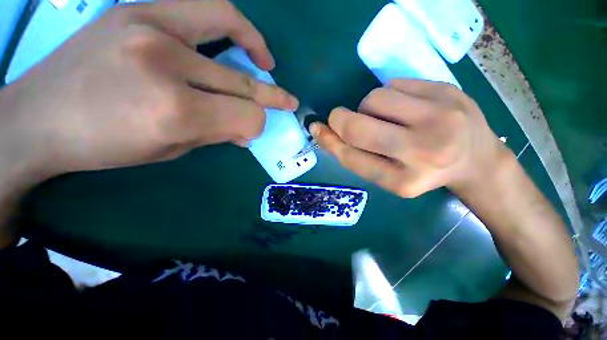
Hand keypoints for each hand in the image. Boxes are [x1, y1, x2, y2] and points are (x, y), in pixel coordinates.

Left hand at [0, 0, 297, 178]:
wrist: (38, 117)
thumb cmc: (103, 145)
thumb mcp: (169, 149)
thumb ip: (217, 135)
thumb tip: (248, 131)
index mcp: (175, 111)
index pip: (246, 116)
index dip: (257, 125)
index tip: (255, 130)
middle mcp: (167, 63)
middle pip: (242, 82)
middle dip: (272, 97)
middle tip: (288, 101)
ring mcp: (148, 25)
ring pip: (228, 23)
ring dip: (256, 46)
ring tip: (266, 62)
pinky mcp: (136, 8)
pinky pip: (199, 5)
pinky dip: (229, 21)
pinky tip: (235, 37)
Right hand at [311, 78, 510, 197]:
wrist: (476, 160)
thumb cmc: (423, 172)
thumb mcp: (387, 176)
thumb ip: (356, 156)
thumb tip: (325, 132)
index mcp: (403, 180)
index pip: (351, 157)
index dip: (329, 141)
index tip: (318, 129)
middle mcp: (423, 151)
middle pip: (358, 127)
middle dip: (339, 119)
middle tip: (339, 118)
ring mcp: (440, 117)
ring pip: (373, 99)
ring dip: (365, 107)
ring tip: (381, 117)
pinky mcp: (447, 90)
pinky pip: (394, 84)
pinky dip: (387, 95)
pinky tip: (401, 106)